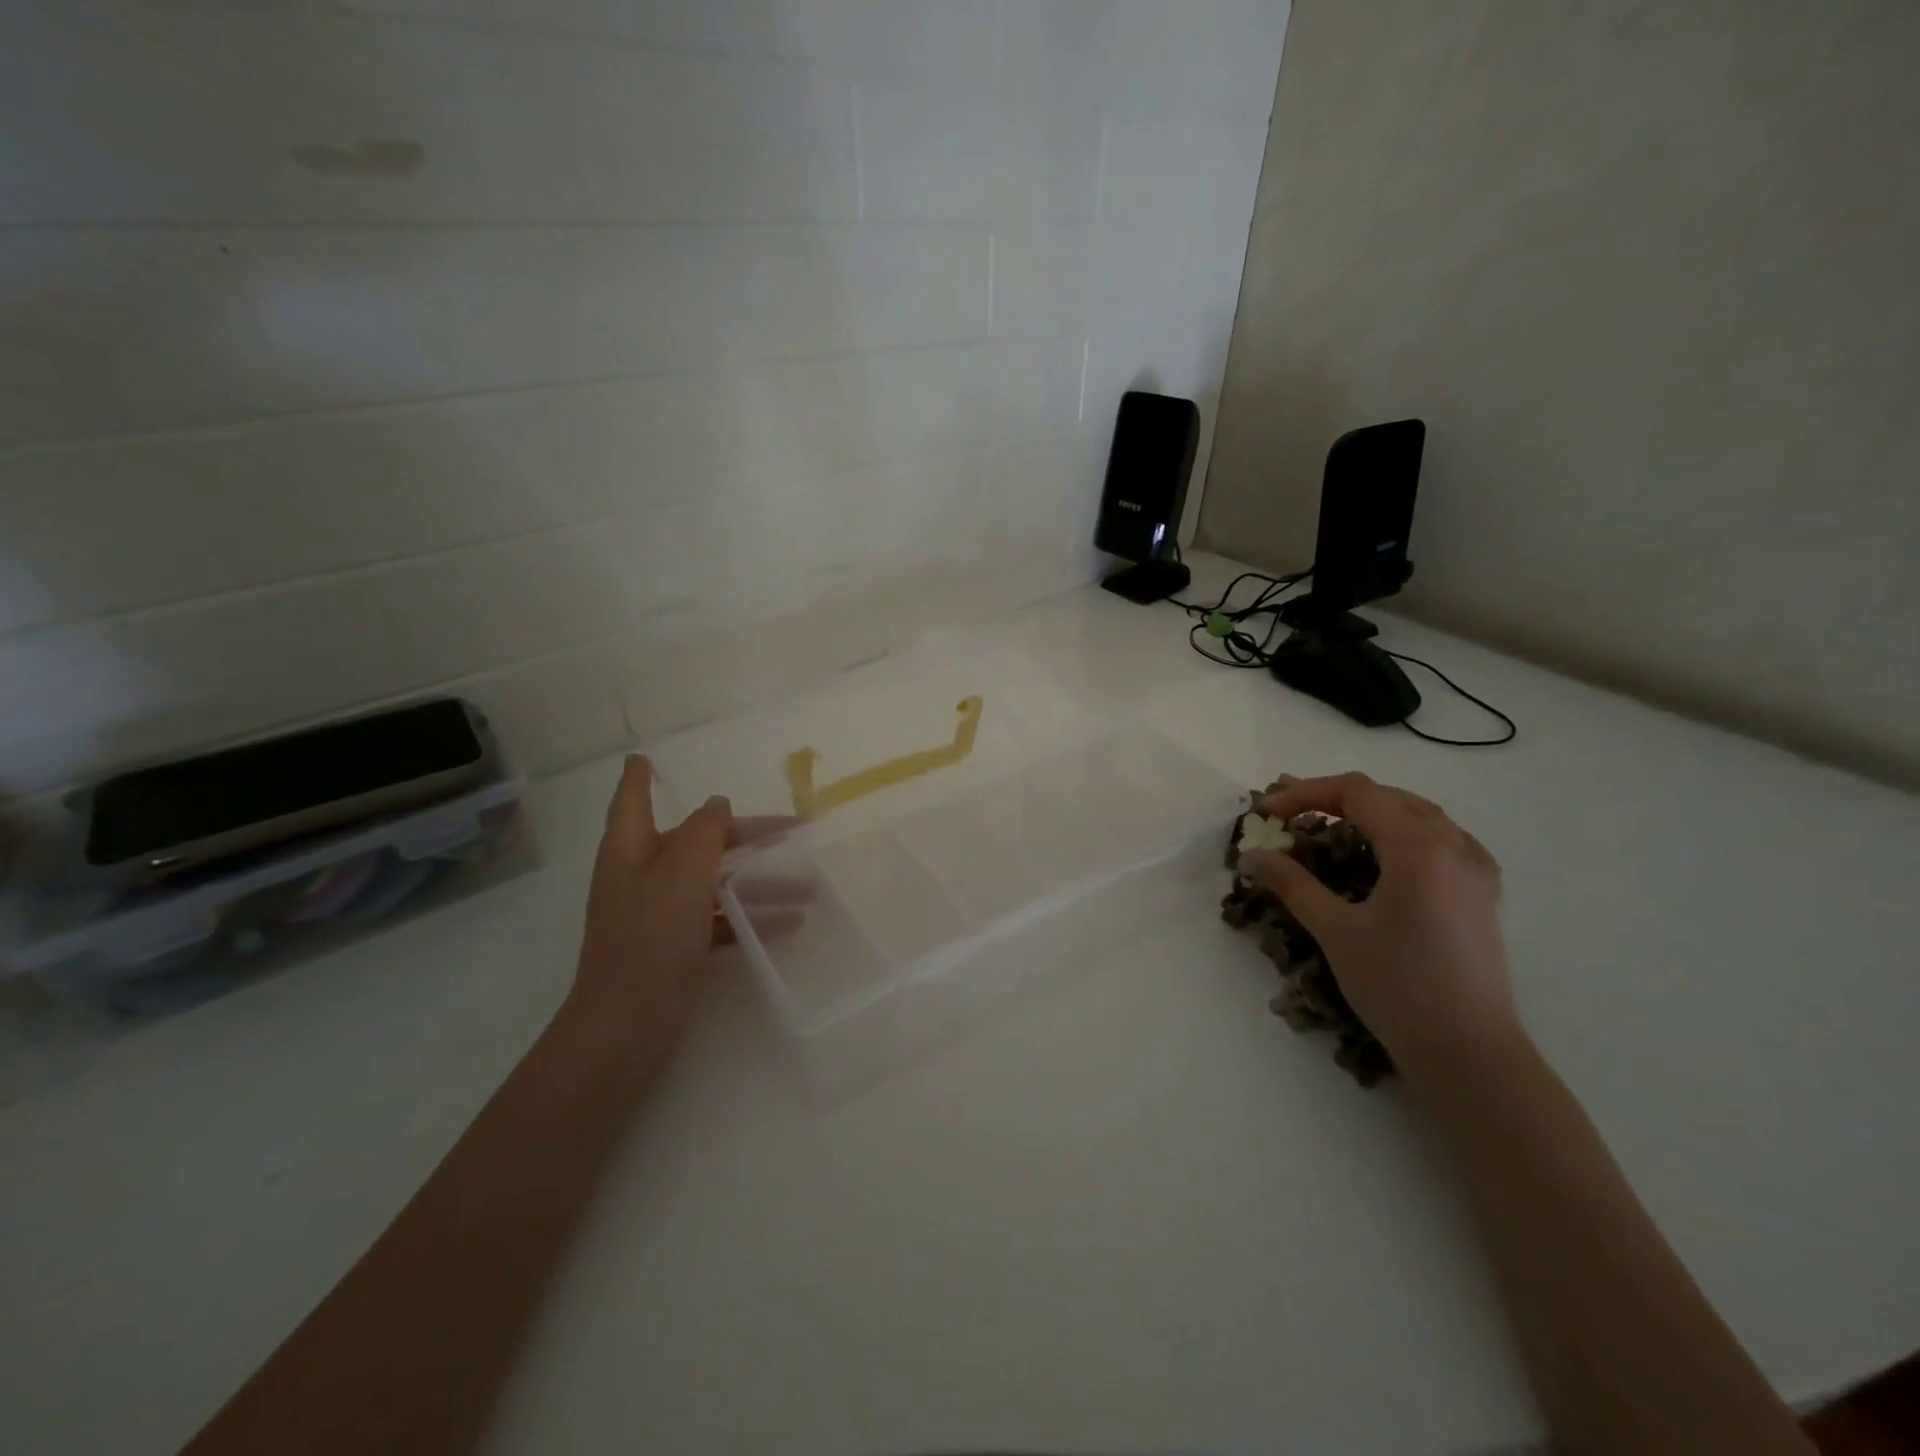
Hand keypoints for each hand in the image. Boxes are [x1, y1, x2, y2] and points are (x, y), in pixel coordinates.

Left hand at [564, 755, 793, 1070]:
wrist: (628, 1025)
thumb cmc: (650, 936)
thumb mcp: (682, 871)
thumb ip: (704, 831)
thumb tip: (717, 805)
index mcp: (632, 849)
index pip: (633, 800)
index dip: (640, 777)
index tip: (645, 757)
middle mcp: (643, 875)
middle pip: (698, 841)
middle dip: (746, 834)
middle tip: (796, 831)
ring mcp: (660, 914)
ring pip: (716, 882)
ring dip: (760, 881)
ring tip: (811, 885)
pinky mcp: (676, 948)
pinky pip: (720, 920)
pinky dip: (752, 918)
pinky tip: (791, 923)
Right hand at [1236, 772, 1518, 1073]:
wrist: (1469, 1052)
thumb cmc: (1397, 986)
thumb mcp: (1335, 930)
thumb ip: (1292, 883)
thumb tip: (1251, 855)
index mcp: (1418, 847)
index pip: (1356, 792)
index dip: (1305, 793)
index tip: (1267, 813)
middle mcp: (1454, 844)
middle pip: (1386, 796)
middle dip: (1332, 799)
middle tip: (1288, 815)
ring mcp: (1475, 867)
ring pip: (1415, 813)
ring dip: (1366, 812)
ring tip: (1326, 828)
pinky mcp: (1482, 891)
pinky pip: (1439, 838)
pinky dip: (1399, 832)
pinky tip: (1380, 855)